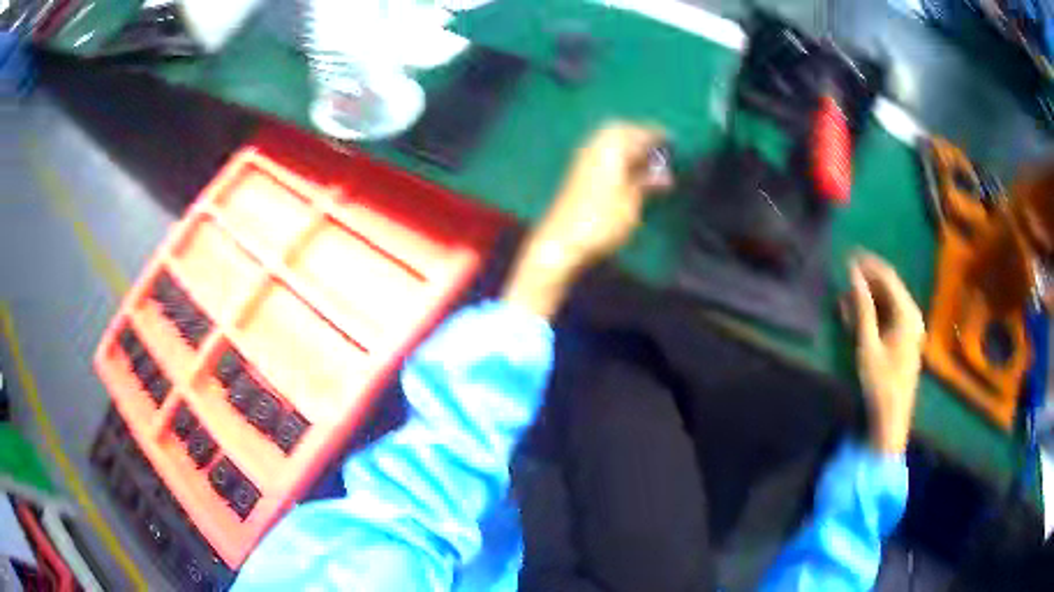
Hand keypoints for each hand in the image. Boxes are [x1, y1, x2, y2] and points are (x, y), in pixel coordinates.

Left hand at [503, 123, 670, 317]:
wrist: (560, 242)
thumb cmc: (601, 223)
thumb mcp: (631, 203)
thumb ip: (647, 183)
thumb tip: (665, 175)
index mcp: (611, 149)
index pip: (637, 132)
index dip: (656, 134)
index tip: (672, 140)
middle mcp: (594, 147)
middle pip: (619, 128)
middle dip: (639, 133)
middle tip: (657, 146)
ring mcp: (582, 159)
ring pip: (607, 139)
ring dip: (626, 143)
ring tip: (645, 159)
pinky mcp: (576, 173)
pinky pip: (600, 151)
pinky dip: (615, 153)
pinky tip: (626, 169)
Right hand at [847, 252, 925, 454]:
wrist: (892, 419)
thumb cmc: (880, 382)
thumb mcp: (868, 344)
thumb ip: (862, 307)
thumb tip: (853, 274)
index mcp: (907, 313)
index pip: (887, 276)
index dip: (868, 265)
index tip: (847, 257)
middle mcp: (912, 314)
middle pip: (888, 287)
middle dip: (866, 282)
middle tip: (842, 280)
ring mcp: (910, 327)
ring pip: (887, 301)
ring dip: (867, 298)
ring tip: (844, 300)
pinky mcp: (904, 339)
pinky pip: (888, 316)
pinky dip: (872, 313)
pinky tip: (856, 317)